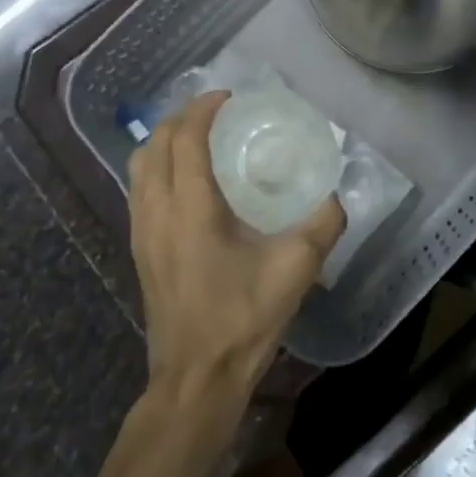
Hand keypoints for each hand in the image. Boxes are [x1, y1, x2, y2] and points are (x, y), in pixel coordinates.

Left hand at [128, 91, 344, 410]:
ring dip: (164, 140)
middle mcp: (157, 212)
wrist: (196, 379)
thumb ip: (323, 224)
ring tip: (198, 136)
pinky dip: (157, 167)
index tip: (229, 97)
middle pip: (155, 145)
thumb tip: (336, 193)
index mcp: (190, 209)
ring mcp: (142, 233)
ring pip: (139, 167)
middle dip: (182, 117)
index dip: (204, 109)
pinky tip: (186, 180)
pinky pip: (139, 190)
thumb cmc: (242, 320)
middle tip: (216, 111)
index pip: (186, 139)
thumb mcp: (296, 269)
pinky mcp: (139, 251)